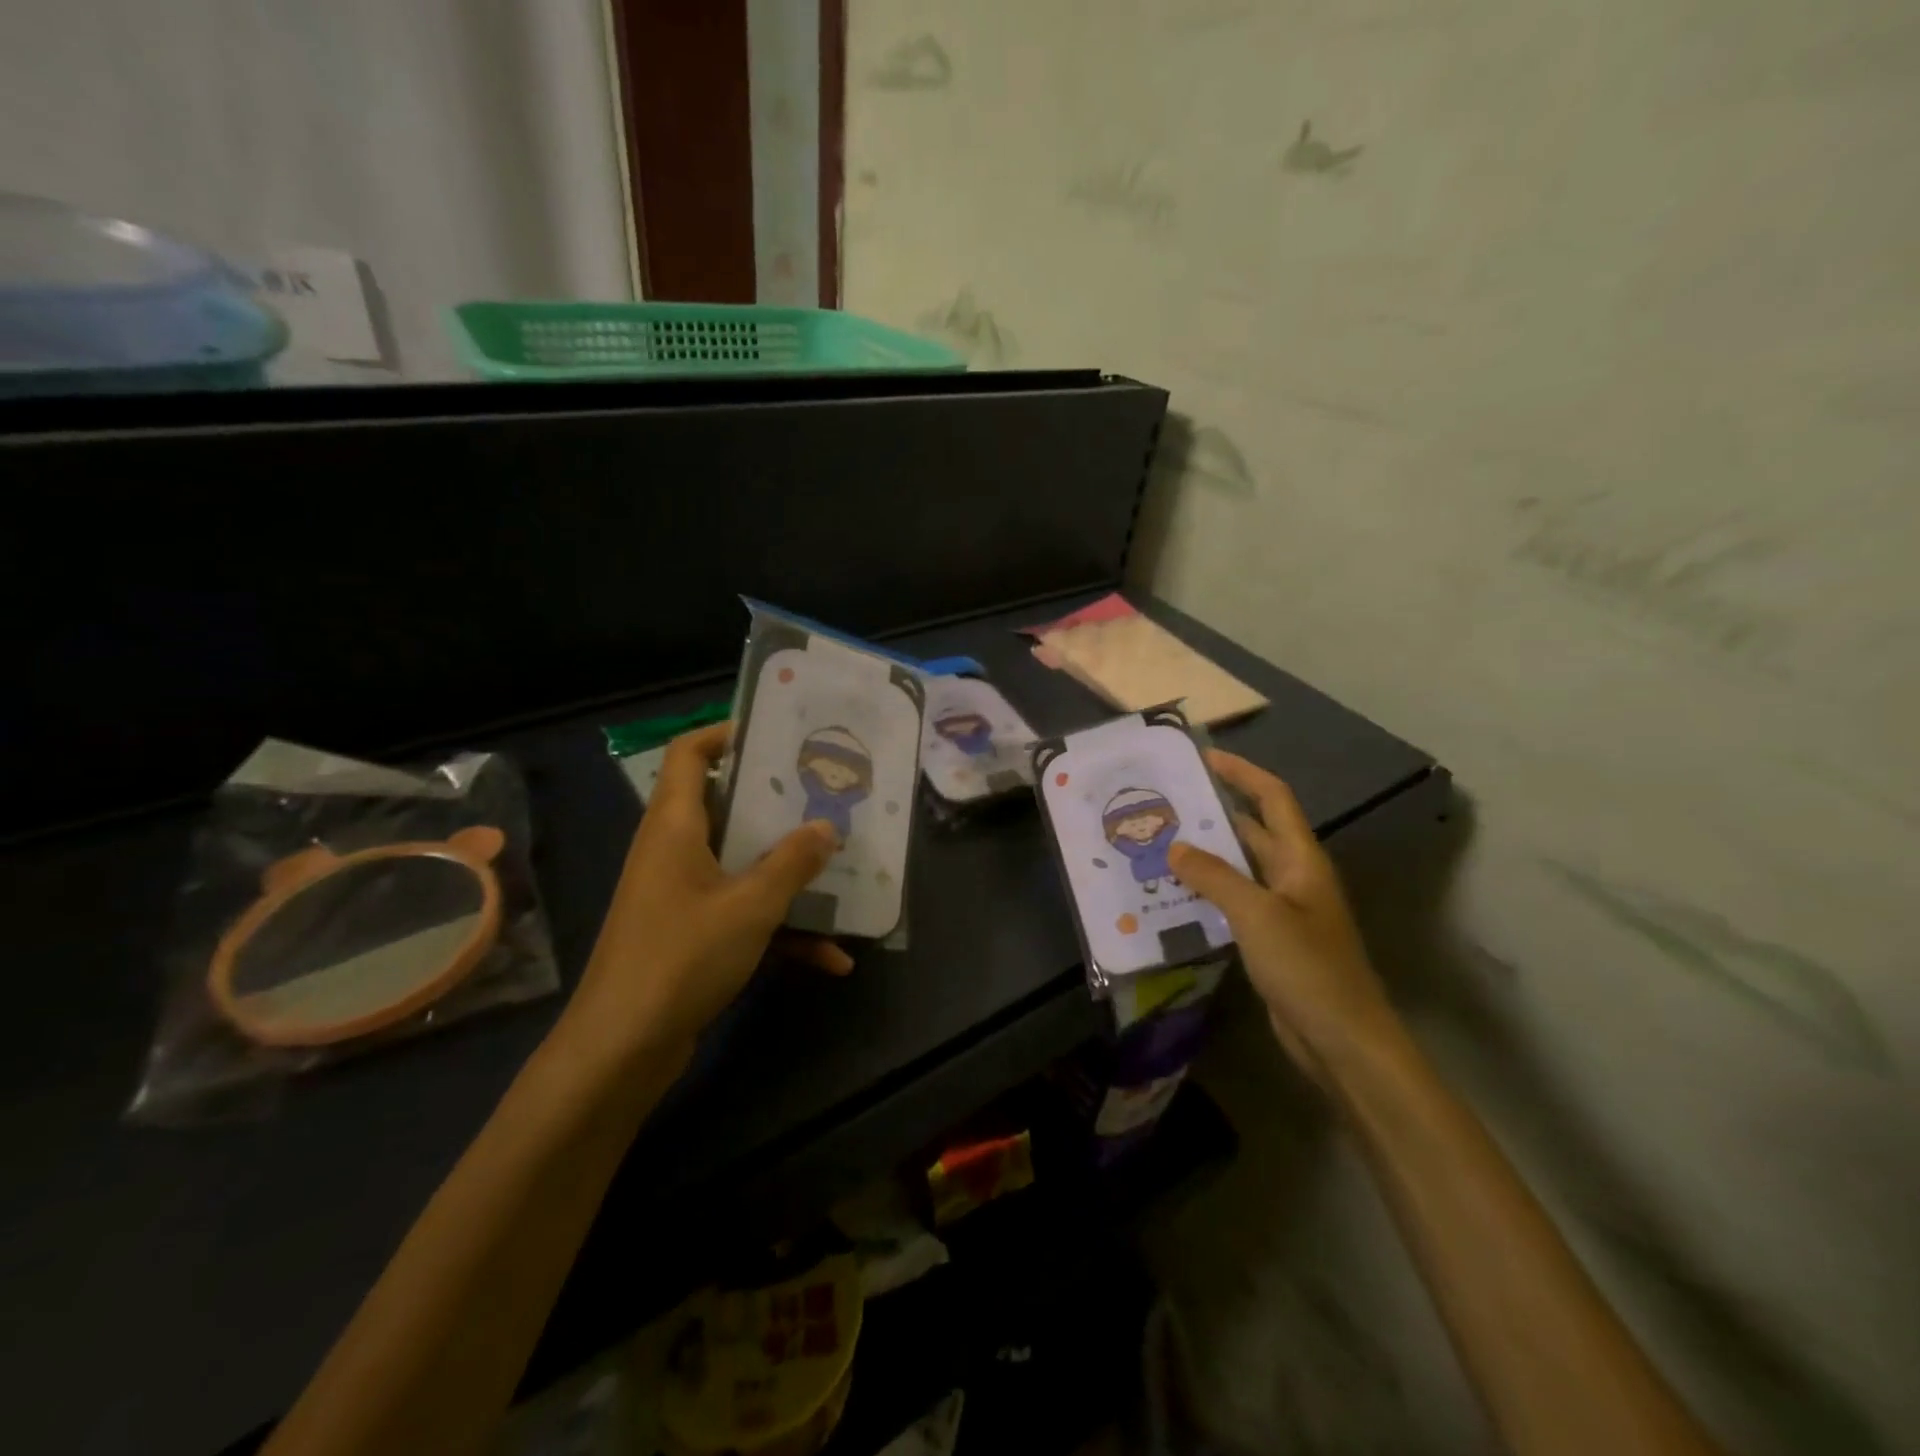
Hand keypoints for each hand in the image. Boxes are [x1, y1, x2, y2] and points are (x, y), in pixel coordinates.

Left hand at [564, 722, 851, 1056]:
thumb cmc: (681, 957)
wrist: (622, 1050)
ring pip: (741, 864)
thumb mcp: (750, 906)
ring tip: (843, 868)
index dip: (727, 733)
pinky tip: (833, 957)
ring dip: (789, 872)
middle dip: (778, 805)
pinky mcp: (692, 935)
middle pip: (726, 807)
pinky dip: (782, 929)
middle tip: (827, 795)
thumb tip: (827, 828)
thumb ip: (792, 863)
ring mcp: (682, 895)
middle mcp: (674, 851)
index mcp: (675, 826)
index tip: (778, 733)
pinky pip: (744, 915)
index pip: (690, 754)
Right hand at [1168, 750, 1396, 1084]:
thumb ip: (1214, 876)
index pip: (1273, 799)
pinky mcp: (1269, 939)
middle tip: (1166, 803)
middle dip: (1214, 813)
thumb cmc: (1306, 967)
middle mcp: (1293, 876)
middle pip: (1253, 830)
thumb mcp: (1257, 914)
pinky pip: (1233, 901)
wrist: (1341, 1039)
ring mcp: (1282, 909)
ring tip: (1158, 843)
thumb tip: (1175, 847)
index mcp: (1301, 860)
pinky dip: (1206, 892)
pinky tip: (1172, 894)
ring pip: (1239, 867)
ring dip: (1205, 854)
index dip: (1243, 774)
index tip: (1204, 758)